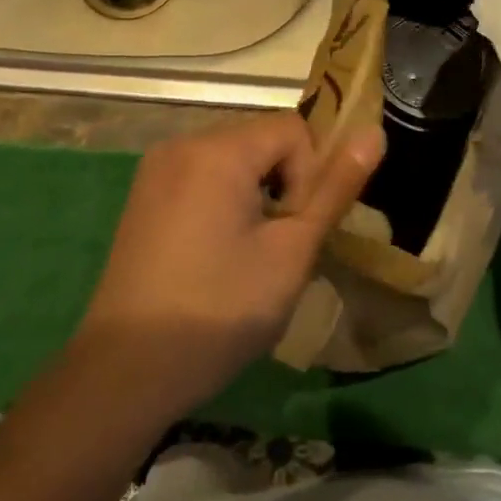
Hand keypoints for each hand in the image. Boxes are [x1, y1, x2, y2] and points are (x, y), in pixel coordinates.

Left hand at [72, 114, 385, 420]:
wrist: (126, 370)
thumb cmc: (219, 310)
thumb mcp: (291, 252)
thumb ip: (334, 189)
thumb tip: (373, 133)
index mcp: (218, 150)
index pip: (293, 129)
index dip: (310, 176)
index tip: (297, 231)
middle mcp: (182, 144)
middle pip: (260, 139)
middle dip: (284, 183)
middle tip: (278, 247)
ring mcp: (156, 170)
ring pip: (233, 160)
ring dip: (256, 195)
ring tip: (249, 254)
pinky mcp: (143, 197)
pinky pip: (202, 177)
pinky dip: (224, 201)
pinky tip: (216, 254)